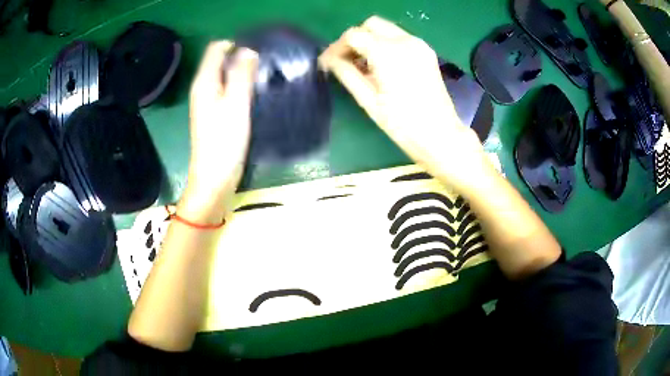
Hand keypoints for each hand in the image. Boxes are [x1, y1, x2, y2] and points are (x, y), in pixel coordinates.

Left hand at [182, 41, 258, 221]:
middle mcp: (203, 88)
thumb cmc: (224, 141)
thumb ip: (241, 74)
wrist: (214, 179)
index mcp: (205, 82)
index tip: (258, 52)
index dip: (236, 44)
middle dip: (242, 58)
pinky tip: (255, 95)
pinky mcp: (216, 115)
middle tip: (265, 66)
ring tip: (265, 78)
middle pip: (221, 61)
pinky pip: (229, 91)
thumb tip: (248, 50)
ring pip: (226, 76)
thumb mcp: (236, 103)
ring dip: (243, 73)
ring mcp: (209, 102)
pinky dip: (241, 88)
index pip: (217, 48)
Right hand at [319, 16, 490, 191]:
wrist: (440, 135)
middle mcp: (405, 41)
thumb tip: (328, 60)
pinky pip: (400, 37)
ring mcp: (419, 44)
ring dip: (370, 40)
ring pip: (386, 29)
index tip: (328, 62)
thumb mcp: (368, 100)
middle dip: (355, 38)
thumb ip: (346, 74)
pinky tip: (382, 65)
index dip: (337, 47)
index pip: (354, 36)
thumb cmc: (402, 123)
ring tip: (363, 64)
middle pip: (371, 24)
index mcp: (388, 53)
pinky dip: (386, 44)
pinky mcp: (426, 52)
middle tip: (346, 60)